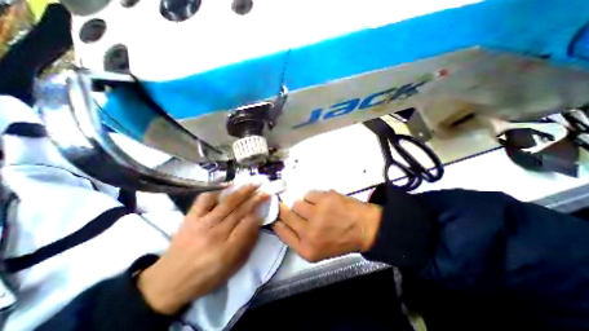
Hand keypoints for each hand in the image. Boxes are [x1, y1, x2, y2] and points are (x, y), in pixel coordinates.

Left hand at [137, 185, 267, 314]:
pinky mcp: (190, 218)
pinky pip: (203, 200)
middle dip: (255, 199)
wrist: (168, 281)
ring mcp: (200, 224)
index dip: (258, 214)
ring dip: (242, 192)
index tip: (265, 205)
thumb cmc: (205, 276)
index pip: (247, 226)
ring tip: (252, 184)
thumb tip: (256, 221)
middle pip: (240, 211)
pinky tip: (226, 188)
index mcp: (225, 252)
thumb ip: (246, 243)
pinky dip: (216, 191)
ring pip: (226, 203)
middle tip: (265, 190)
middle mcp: (214, 235)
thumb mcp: (231, 267)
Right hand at [275, 190, 384, 261]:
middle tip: (290, 206)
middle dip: (285, 209)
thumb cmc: (340, 240)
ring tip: (316, 208)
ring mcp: (317, 214)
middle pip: (286, 214)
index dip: (277, 221)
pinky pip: (308, 194)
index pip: (282, 232)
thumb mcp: (317, 250)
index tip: (276, 215)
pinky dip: (314, 197)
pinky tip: (324, 202)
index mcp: (307, 249)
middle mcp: (309, 232)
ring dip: (304, 205)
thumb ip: (298, 239)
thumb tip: (281, 221)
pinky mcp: (324, 199)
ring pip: (297, 203)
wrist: (365, 229)